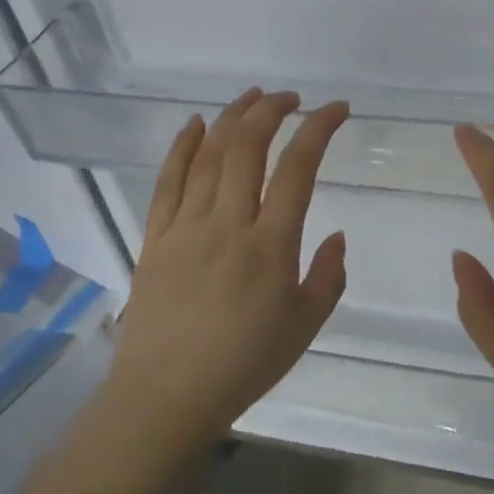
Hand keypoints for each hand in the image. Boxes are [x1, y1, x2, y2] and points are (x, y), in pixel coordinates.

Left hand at [105, 88, 351, 450]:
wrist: (166, 397)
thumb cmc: (243, 365)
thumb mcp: (305, 328)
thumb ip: (327, 277)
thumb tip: (338, 235)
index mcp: (271, 246)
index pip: (299, 168)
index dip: (319, 128)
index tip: (337, 109)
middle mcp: (228, 224)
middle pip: (248, 147)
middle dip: (272, 110)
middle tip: (291, 98)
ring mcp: (186, 227)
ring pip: (209, 155)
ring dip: (232, 117)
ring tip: (252, 97)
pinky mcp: (156, 237)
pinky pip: (168, 181)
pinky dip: (182, 146)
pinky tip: (195, 123)